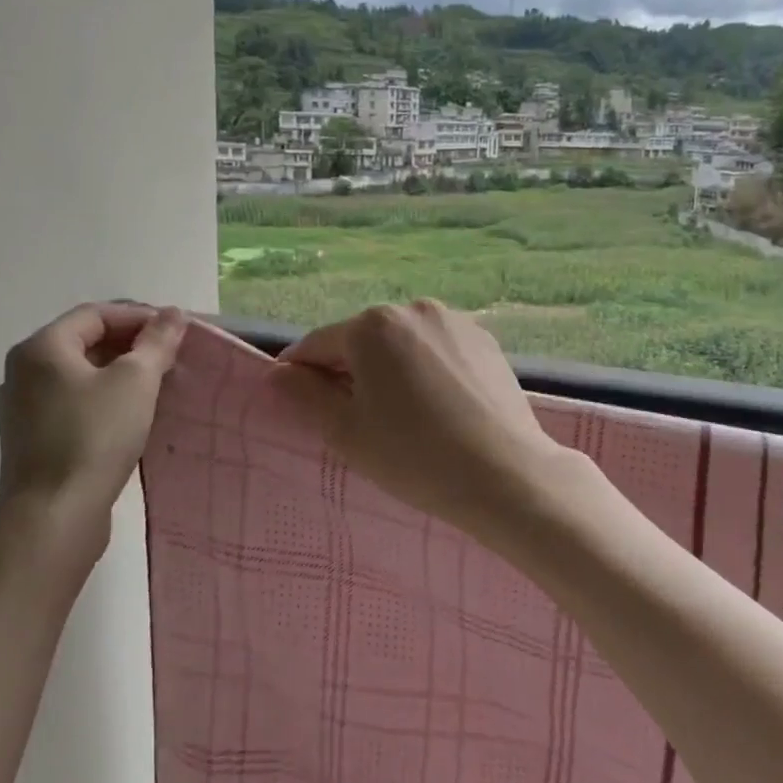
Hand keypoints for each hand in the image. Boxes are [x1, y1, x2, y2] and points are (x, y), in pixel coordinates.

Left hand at [0, 302, 186, 581]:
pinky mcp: (32, 439)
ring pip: (80, 374)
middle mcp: (23, 372)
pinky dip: (103, 398)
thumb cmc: (95, 437)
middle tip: (171, 357)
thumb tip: (173, 314)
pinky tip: (131, 415)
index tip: (176, 332)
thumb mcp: (136, 381)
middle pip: (85, 341)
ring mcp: (23, 408)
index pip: (96, 314)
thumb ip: (156, 342)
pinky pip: (73, 402)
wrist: (55, 516)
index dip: (139, 316)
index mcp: (41, 348)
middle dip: (131, 344)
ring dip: (120, 372)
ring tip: (158, 384)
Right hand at [275, 300, 569, 536]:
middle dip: (348, 373)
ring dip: (389, 370)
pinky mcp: (485, 341)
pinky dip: (425, 371)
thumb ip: (303, 395)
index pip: (317, 344)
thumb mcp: (345, 431)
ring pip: (402, 345)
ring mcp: (455, 322)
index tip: (296, 403)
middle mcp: (413, 308)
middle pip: (362, 341)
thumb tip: (276, 373)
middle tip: (354, 420)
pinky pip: (437, 351)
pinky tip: (437, 408)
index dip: (300, 374)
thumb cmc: (414, 455)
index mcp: (372, 325)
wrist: (505, 474)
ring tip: (400, 416)